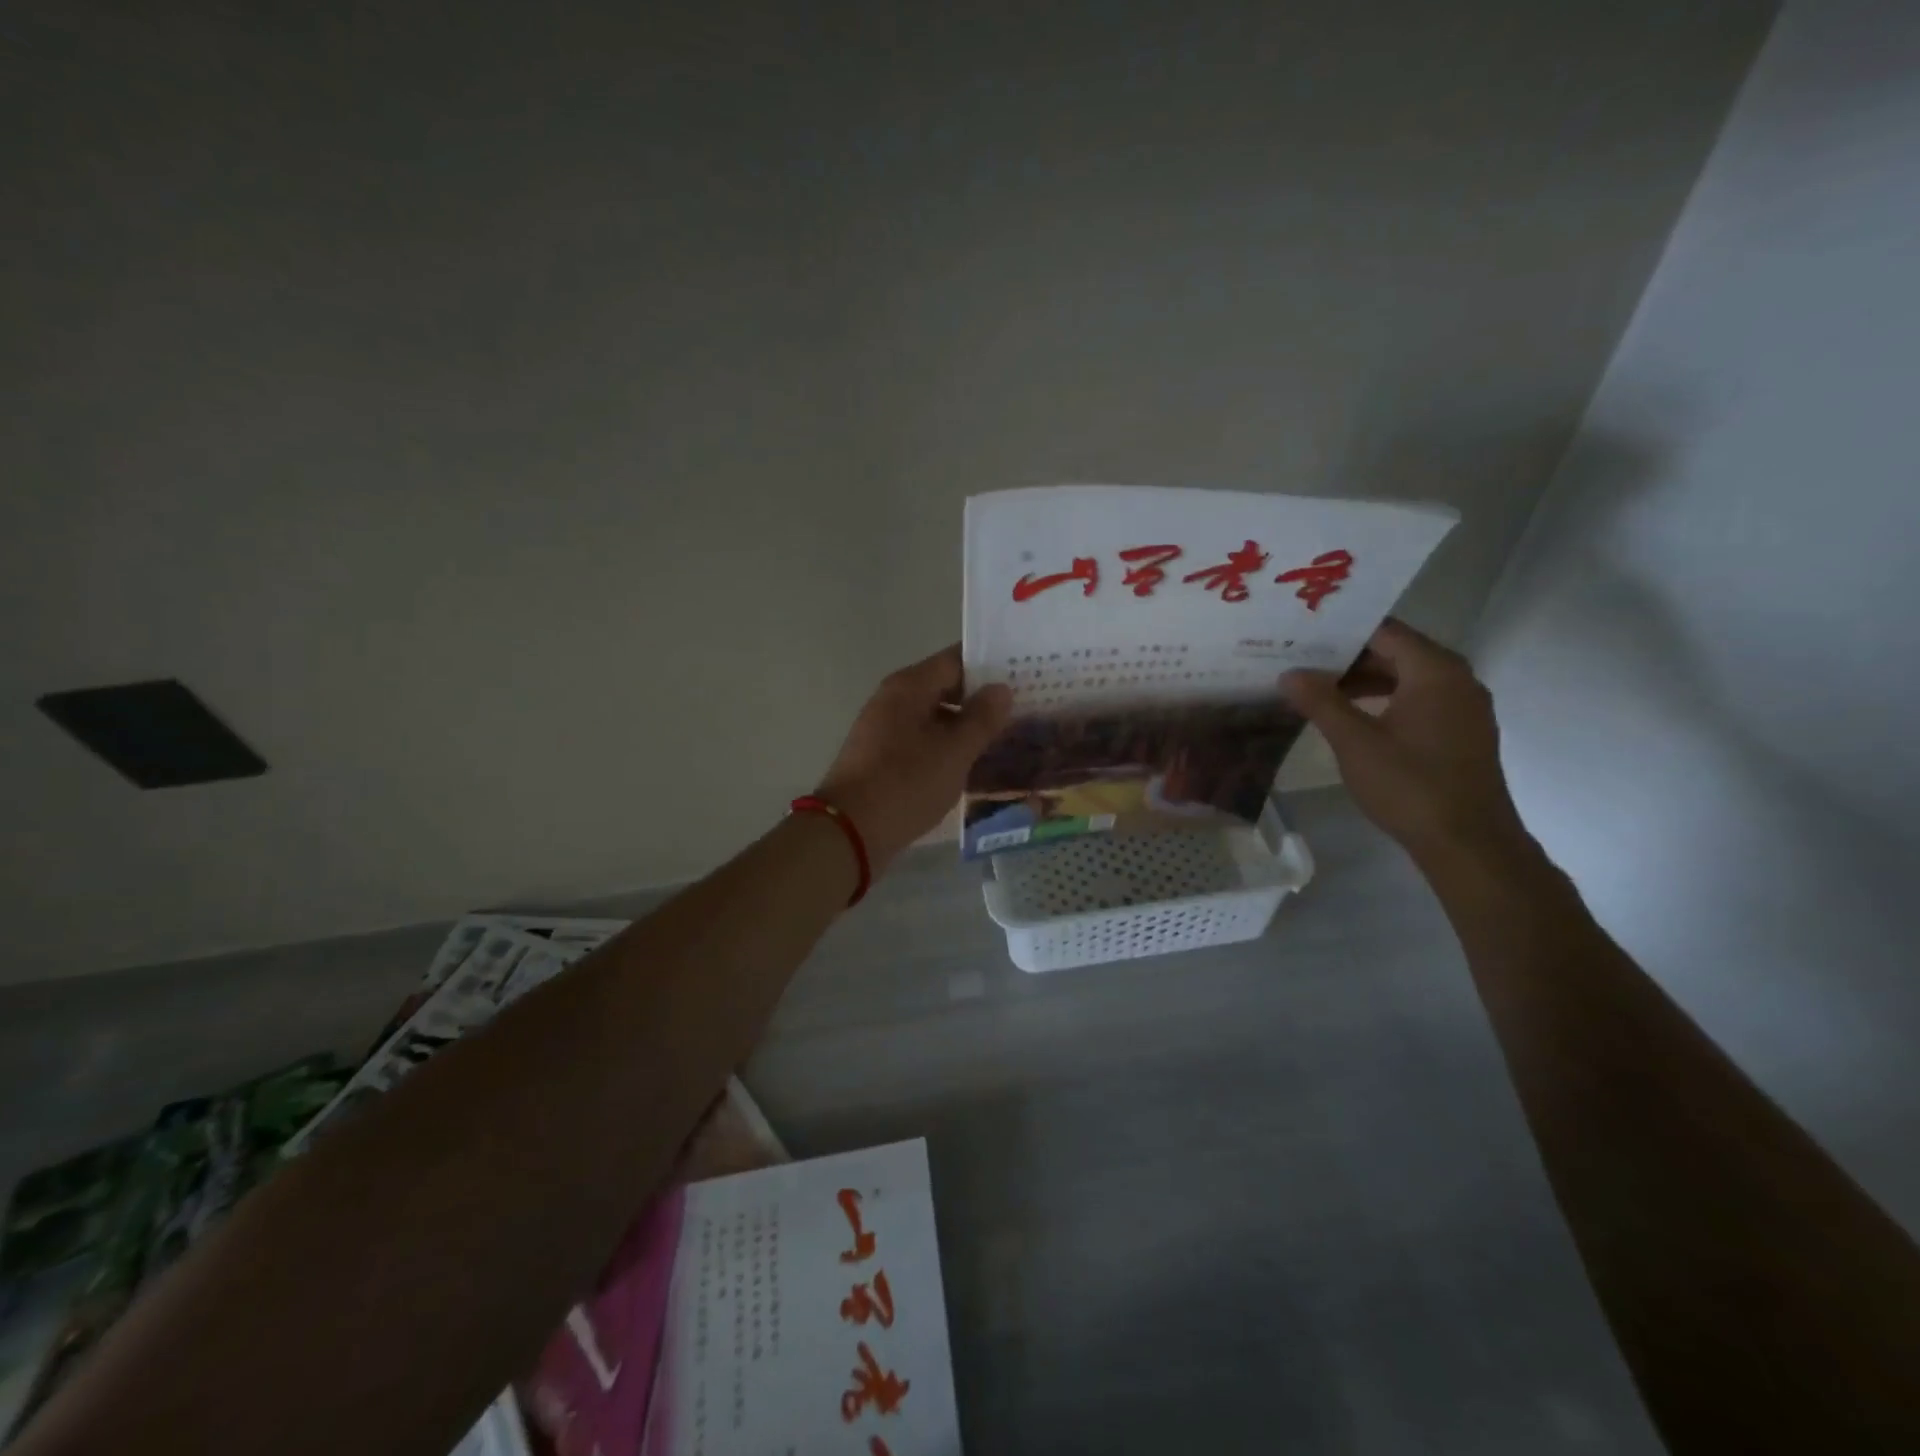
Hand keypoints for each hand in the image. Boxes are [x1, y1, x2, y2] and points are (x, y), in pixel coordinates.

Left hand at [814, 646, 1012, 872]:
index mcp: (909, 687)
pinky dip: (946, 745)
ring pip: (934, 716)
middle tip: (1021, 708)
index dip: (989, 665)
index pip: (955, 660)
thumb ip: (981, 718)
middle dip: (980, 698)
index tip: (1022, 674)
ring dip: (965, 725)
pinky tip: (971, 763)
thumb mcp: (954, 752)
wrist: (850, 832)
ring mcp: (884, 729)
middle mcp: (893, 699)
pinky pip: (922, 740)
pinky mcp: (881, 757)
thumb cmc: (906, 783)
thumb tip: (1002, 689)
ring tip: (1004, 737)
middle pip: (944, 686)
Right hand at [1281, 619, 1531, 866]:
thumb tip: (1289, 674)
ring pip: (1406, 679)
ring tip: (1317, 691)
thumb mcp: (1354, 742)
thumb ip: (1320, 702)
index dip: (1341, 632)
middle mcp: (1457, 679)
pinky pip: (1419, 701)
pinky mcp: (1461, 733)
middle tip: (1300, 662)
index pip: (1383, 632)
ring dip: (1364, 683)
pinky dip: (1385, 701)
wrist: (1468, 843)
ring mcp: (1463, 708)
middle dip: (1348, 658)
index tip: (1301, 636)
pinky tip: (1351, 719)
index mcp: (1435, 671)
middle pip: (1396, 653)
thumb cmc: (1409, 784)